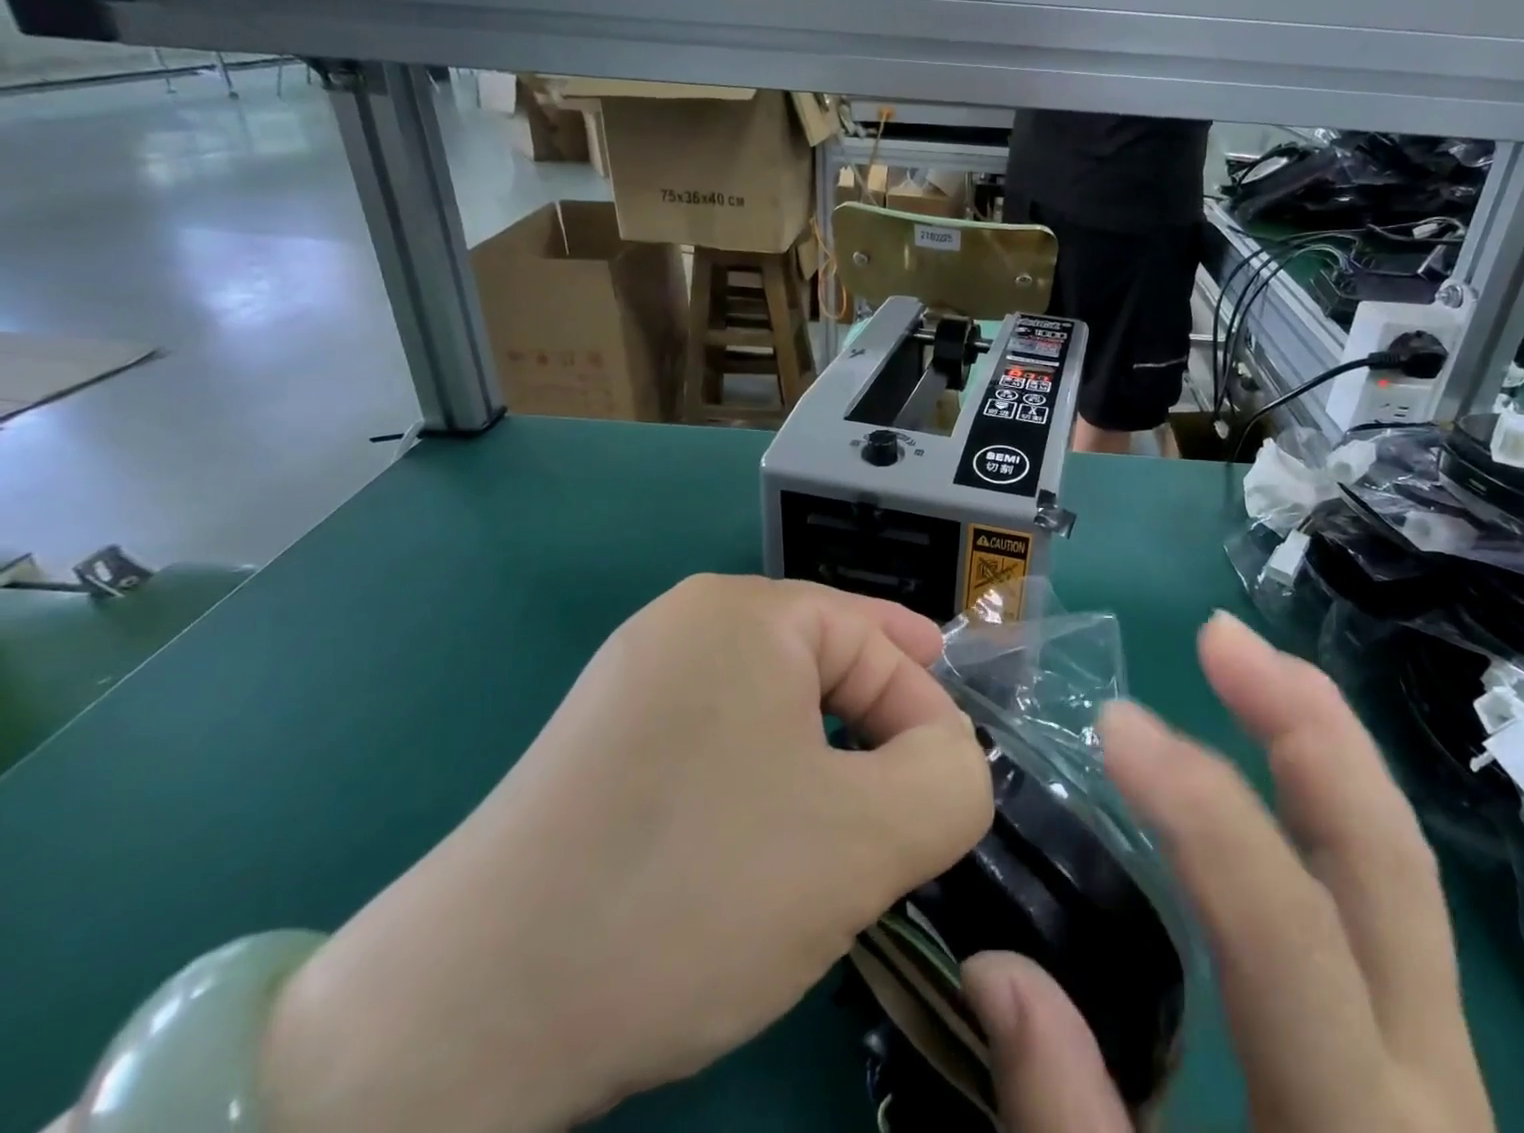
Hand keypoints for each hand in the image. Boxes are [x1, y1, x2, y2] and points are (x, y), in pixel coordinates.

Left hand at [259, 576, 992, 1132]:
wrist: (463, 1019)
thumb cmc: (695, 892)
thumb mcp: (869, 838)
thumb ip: (953, 780)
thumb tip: (949, 761)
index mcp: (746, 612)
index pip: (881, 643)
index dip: (929, 720)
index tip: (946, 804)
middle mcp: (684, 624)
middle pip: (827, 669)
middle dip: (877, 742)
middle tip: (900, 823)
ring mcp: (632, 682)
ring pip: (776, 712)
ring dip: (824, 772)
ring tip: (837, 845)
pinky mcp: (601, 747)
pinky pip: (721, 746)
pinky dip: (762, 791)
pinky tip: (756, 857)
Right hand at [964, 613, 1494, 1132]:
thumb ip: (1066, 1127)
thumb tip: (996, 968)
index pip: (1283, 929)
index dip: (1199, 809)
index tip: (1112, 724)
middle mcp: (1434, 1082)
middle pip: (1389, 863)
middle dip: (1306, 729)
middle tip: (1223, 638)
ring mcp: (1444, 1062)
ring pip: (1400, 865)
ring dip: (1326, 746)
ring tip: (1257, 667)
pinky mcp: (1426, 1057)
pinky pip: (1383, 897)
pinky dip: (1331, 806)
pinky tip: (1282, 771)